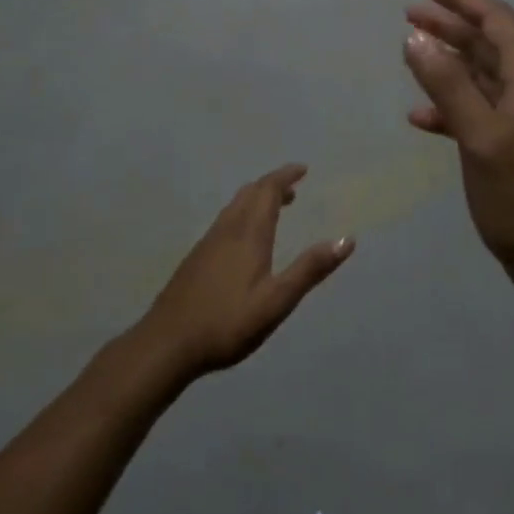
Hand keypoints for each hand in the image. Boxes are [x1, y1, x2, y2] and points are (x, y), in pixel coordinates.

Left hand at [137, 165, 353, 380]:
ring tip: (275, 208)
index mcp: (249, 234)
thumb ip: (310, 269)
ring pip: (234, 206)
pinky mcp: (196, 258)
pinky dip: (243, 214)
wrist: (167, 343)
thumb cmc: (227, 323)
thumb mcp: (277, 301)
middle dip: (272, 185)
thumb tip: (346, 239)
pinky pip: (225, 220)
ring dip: (257, 199)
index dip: (285, 176)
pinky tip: (244, 239)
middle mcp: (227, 230)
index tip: (303, 169)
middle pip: (250, 193)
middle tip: (294, 188)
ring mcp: (207, 243)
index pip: (268, 191)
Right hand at [403, 0, 513, 287]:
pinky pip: (473, 110)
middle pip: (486, 44)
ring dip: (445, 62)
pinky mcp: (507, 144)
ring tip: (408, 53)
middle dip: (449, 26)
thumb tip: (415, 38)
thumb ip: (448, 85)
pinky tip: (419, 117)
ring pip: (478, 76)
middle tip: (409, 14)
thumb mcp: (480, 136)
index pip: (497, 21)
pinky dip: (447, 106)